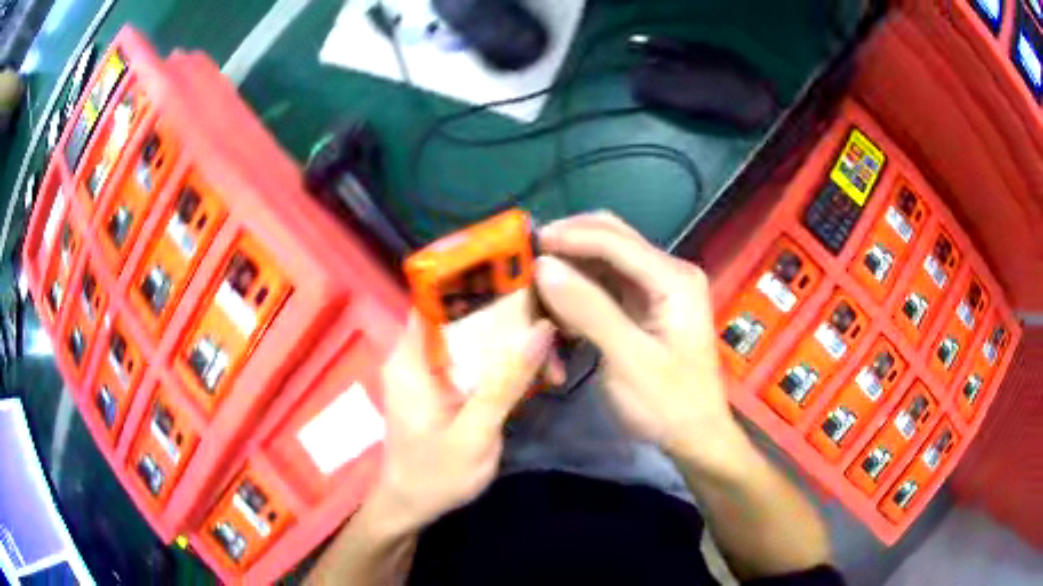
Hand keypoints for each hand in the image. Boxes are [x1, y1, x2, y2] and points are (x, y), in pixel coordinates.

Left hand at [373, 303, 555, 531]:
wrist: (411, 507)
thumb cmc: (434, 476)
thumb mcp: (474, 433)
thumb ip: (505, 382)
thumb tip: (541, 329)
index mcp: (410, 359)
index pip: (438, 298)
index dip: (478, 282)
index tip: (524, 279)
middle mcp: (416, 356)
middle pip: (465, 318)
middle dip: (510, 324)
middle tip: (552, 336)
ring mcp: (430, 372)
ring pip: (475, 341)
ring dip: (513, 349)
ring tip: (553, 365)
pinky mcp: (443, 388)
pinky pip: (476, 363)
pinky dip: (504, 368)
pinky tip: (535, 378)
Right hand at [535, 212, 746, 470]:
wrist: (694, 435)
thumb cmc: (668, 402)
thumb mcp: (627, 359)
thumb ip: (588, 309)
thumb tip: (544, 266)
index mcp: (674, 279)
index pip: (615, 240)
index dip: (569, 237)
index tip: (527, 245)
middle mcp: (668, 272)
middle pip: (611, 238)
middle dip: (569, 244)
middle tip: (529, 259)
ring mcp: (657, 288)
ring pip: (604, 258)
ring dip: (571, 267)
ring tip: (539, 285)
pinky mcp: (645, 305)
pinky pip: (605, 283)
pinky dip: (580, 290)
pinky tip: (560, 307)